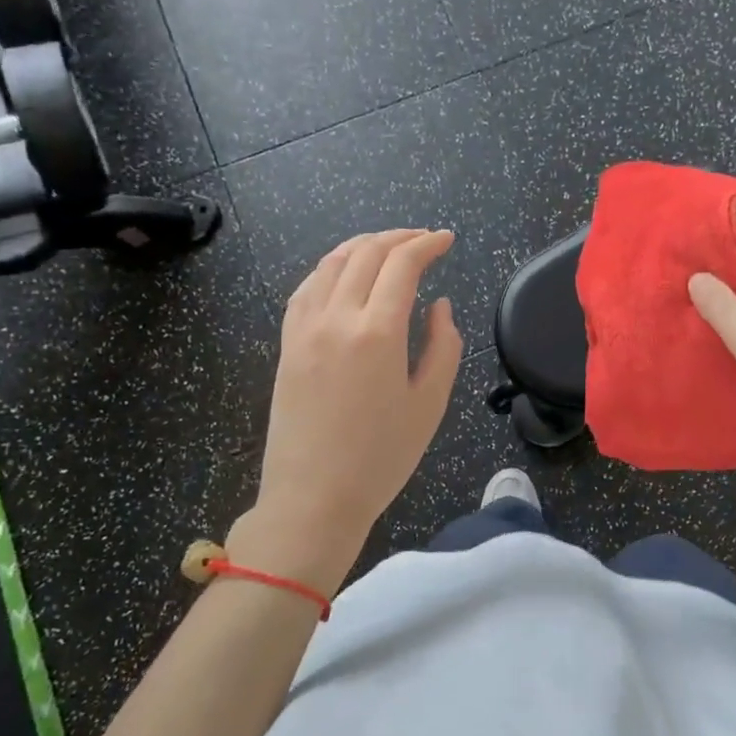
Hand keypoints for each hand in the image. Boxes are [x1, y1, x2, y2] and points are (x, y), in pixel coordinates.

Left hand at [238, 229, 462, 592]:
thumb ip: (443, 345)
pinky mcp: (287, 343)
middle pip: (366, 253)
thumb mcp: (430, 404)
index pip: (402, 264)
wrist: (313, 498)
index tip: (447, 239)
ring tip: (387, 246)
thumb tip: (439, 305)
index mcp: (378, 332)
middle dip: (399, 237)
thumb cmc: (381, 457)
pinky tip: (343, 273)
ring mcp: (305, 328)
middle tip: (424, 238)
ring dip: (363, 245)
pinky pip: (307, 288)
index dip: (427, 244)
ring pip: (332, 263)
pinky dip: (330, 268)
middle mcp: (337, 318)